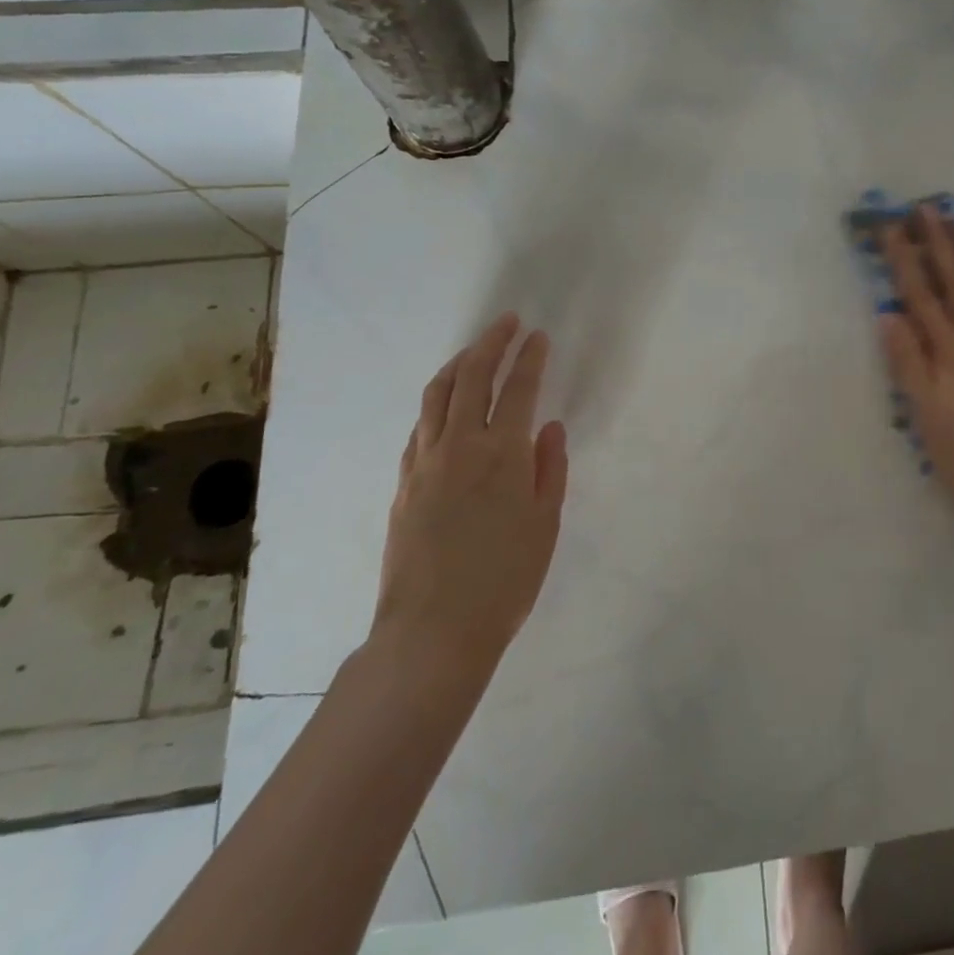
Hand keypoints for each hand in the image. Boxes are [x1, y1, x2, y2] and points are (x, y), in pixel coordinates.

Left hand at [369, 314, 567, 702]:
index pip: (519, 389)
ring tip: (474, 351)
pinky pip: (420, 426)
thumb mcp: (545, 524)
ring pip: (437, 395)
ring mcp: (425, 461)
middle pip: (472, 377)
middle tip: (507, 324)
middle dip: (491, 343)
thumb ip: (550, 468)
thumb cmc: (505, 579)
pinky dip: (436, 403)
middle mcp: (460, 445)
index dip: (530, 358)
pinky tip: (445, 405)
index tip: (538, 337)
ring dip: (457, 365)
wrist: (433, 630)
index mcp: (503, 454)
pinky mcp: (403, 482)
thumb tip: (550, 427)